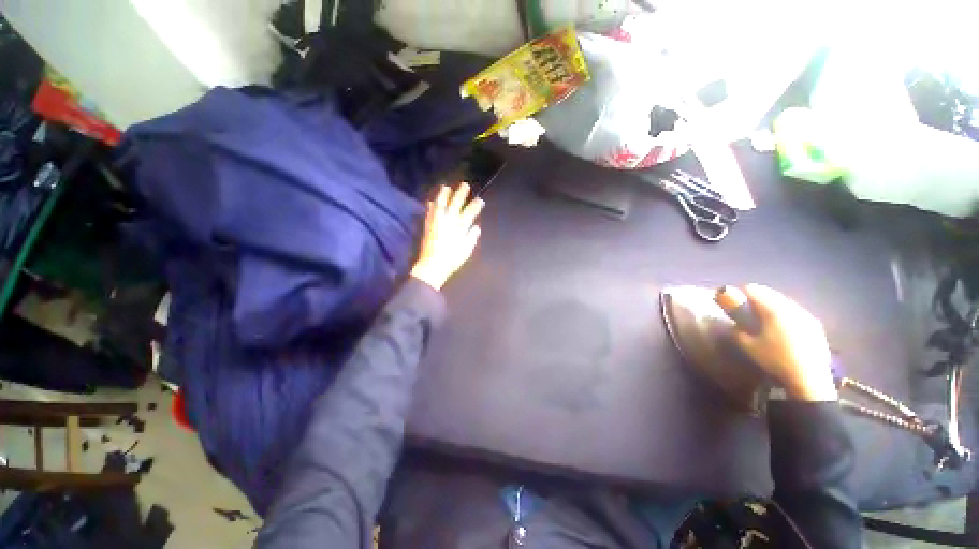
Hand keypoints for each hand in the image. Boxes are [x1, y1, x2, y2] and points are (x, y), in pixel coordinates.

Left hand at [410, 183, 483, 290]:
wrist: (433, 265)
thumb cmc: (452, 260)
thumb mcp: (466, 250)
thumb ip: (471, 237)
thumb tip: (476, 227)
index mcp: (460, 227)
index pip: (470, 213)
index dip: (475, 205)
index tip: (480, 200)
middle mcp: (448, 221)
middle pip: (455, 204)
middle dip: (461, 194)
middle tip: (465, 185)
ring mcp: (437, 222)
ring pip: (441, 204)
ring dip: (444, 194)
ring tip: (446, 187)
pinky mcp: (428, 225)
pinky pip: (429, 212)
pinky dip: (431, 205)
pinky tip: (431, 201)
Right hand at [715, 284, 837, 401]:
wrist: (809, 379)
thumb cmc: (776, 360)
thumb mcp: (748, 346)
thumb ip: (738, 331)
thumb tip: (733, 324)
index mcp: (774, 309)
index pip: (754, 290)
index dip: (740, 293)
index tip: (732, 301)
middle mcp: (792, 307)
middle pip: (771, 293)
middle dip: (757, 298)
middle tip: (745, 309)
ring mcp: (806, 315)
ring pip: (784, 301)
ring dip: (772, 305)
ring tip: (763, 317)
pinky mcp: (815, 325)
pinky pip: (795, 311)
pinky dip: (784, 313)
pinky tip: (781, 327)